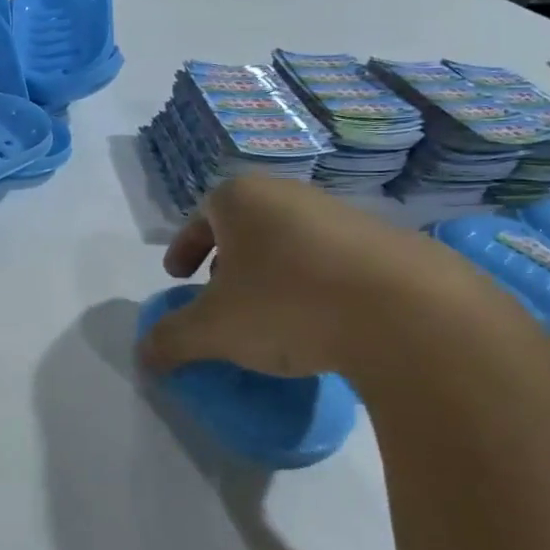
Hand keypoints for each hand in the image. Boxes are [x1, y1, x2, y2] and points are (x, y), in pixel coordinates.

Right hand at [137, 177, 510, 380]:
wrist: (406, 312)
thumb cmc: (287, 305)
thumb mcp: (213, 330)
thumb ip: (171, 340)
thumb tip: (143, 355)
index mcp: (241, 199)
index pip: (200, 216)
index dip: (183, 248)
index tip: (178, 277)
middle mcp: (289, 194)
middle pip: (245, 224)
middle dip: (227, 258)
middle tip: (221, 293)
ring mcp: (341, 213)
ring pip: (288, 239)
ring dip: (271, 271)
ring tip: (272, 312)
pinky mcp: (385, 241)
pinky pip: (331, 258)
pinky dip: (313, 283)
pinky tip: (321, 321)